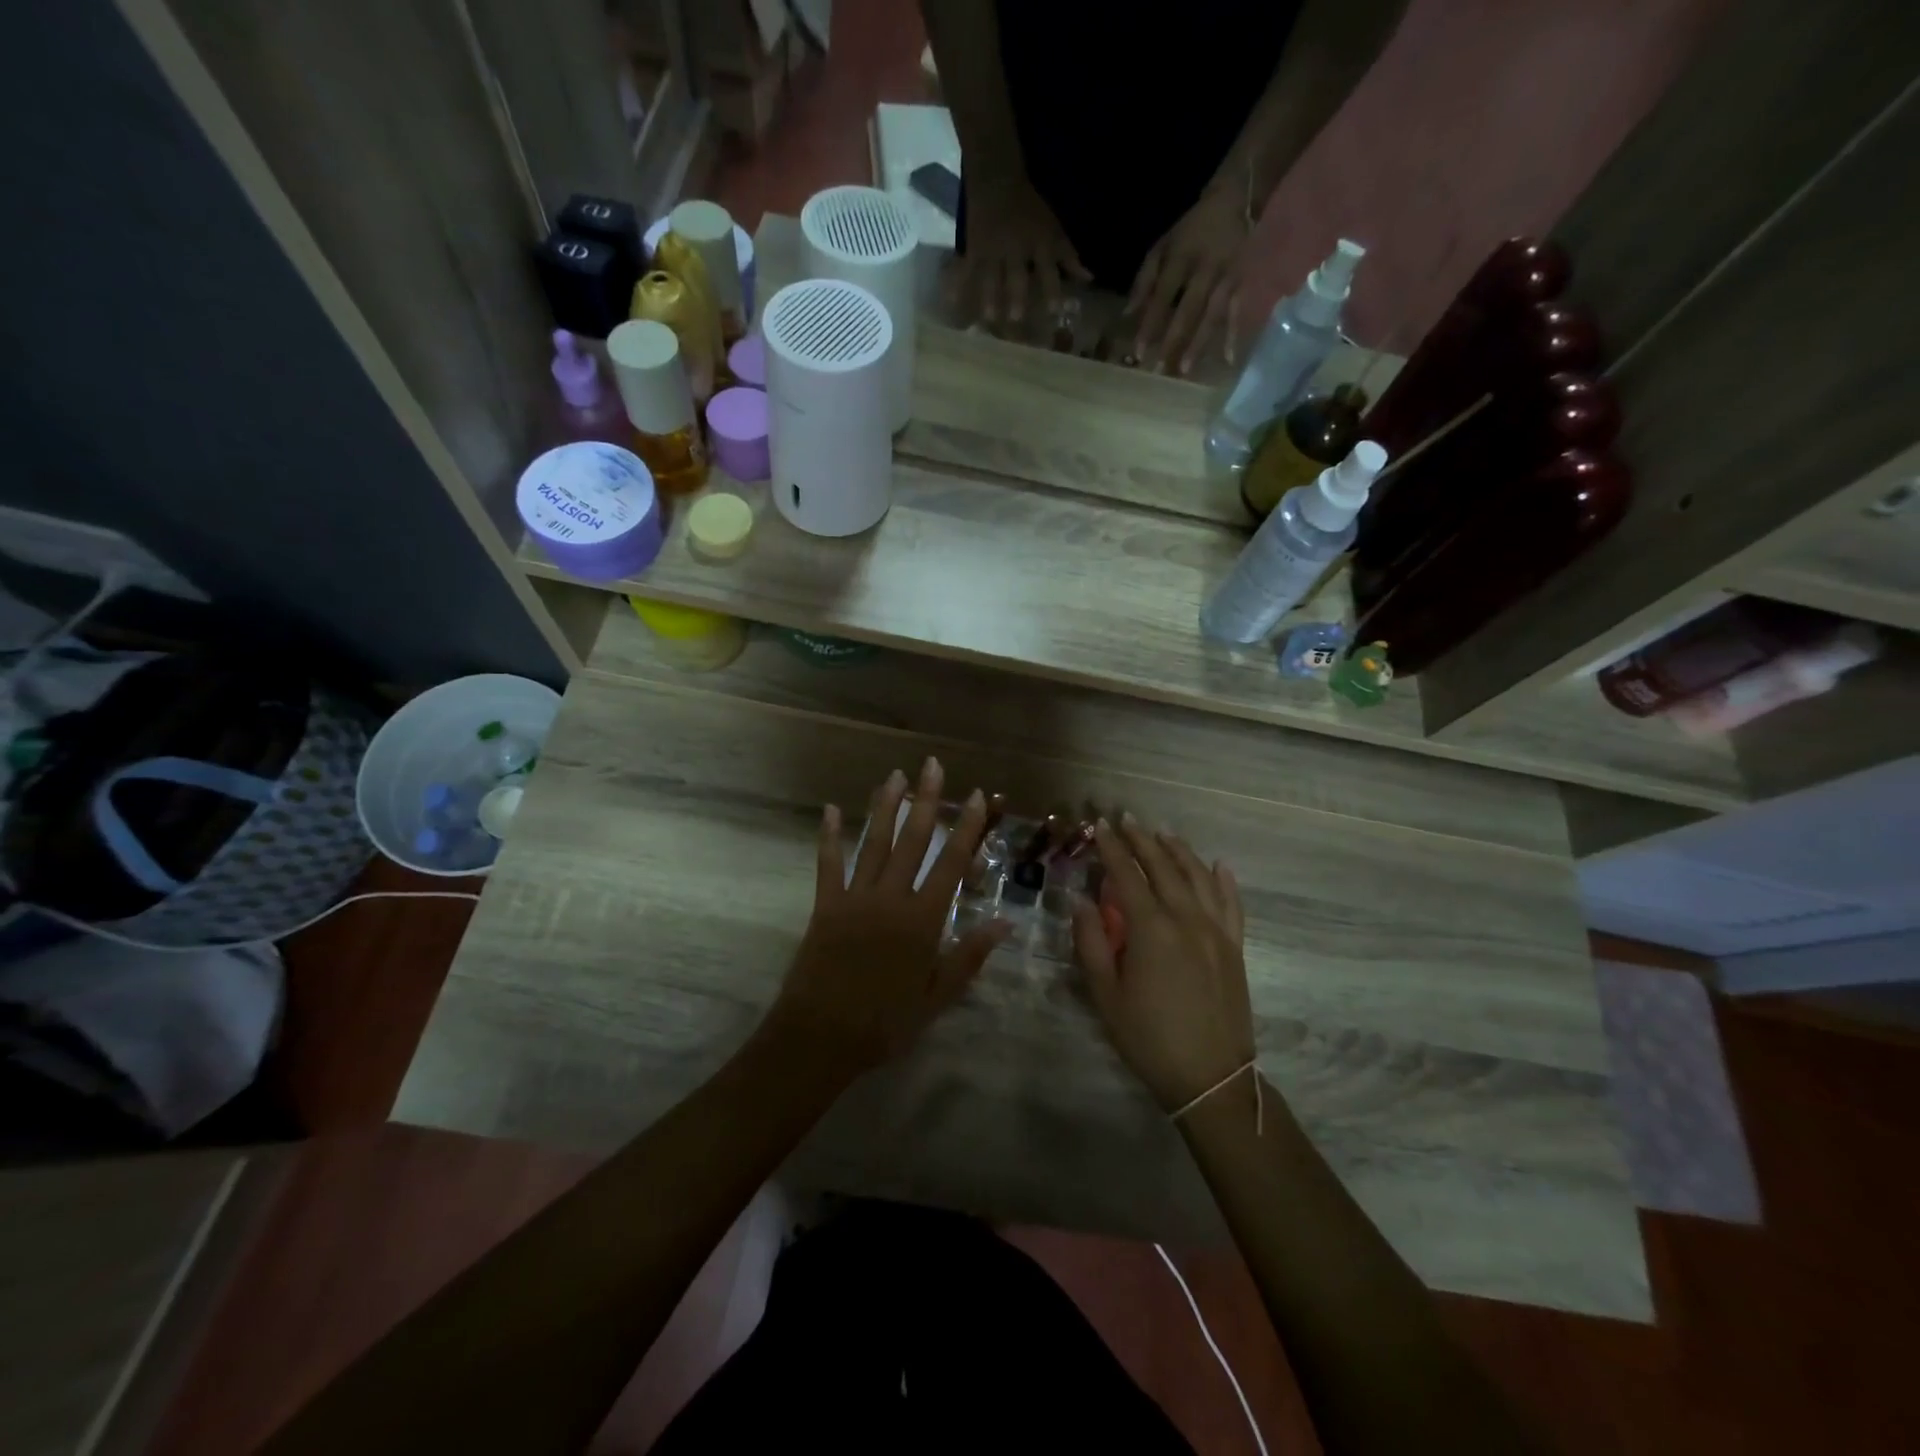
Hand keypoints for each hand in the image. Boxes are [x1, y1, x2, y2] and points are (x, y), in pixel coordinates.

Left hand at [762, 759, 1011, 1080]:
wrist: (820, 1038)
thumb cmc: (885, 1022)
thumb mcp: (936, 997)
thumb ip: (969, 956)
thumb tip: (1005, 922)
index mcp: (922, 920)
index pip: (951, 863)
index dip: (967, 828)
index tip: (977, 797)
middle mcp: (891, 898)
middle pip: (913, 841)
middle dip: (926, 801)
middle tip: (933, 766)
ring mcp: (855, 898)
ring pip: (873, 843)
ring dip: (885, 808)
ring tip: (894, 776)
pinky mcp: (825, 905)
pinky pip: (828, 864)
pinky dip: (829, 837)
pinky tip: (830, 810)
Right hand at [952, 174, 1090, 329]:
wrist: (997, 179)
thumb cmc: (1030, 209)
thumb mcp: (1054, 229)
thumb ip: (1069, 257)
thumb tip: (1088, 280)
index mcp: (1038, 243)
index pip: (1048, 269)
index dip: (1052, 290)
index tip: (1056, 312)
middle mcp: (1015, 249)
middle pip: (1016, 276)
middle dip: (1015, 296)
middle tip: (1015, 320)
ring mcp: (992, 250)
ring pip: (991, 277)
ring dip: (989, 298)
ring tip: (988, 319)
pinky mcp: (973, 251)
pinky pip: (965, 270)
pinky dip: (958, 285)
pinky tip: (951, 302)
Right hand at [1071, 814, 1253, 1110]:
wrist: (1211, 1077)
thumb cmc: (1148, 1037)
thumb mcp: (1106, 994)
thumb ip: (1092, 942)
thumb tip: (1082, 902)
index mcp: (1151, 928)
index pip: (1127, 874)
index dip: (1112, 847)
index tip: (1099, 825)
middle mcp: (1186, 918)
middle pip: (1163, 866)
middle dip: (1142, 839)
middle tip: (1126, 818)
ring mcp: (1216, 931)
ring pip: (1198, 876)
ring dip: (1179, 850)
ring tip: (1163, 832)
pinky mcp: (1235, 947)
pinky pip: (1232, 903)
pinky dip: (1224, 880)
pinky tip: (1218, 865)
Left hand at [1126, 184, 1250, 374]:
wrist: (1239, 199)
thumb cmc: (1193, 230)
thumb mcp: (1164, 245)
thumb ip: (1145, 279)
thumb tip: (1127, 314)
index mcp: (1181, 257)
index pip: (1162, 296)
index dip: (1150, 324)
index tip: (1138, 353)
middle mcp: (1205, 268)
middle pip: (1187, 310)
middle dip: (1173, 341)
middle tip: (1159, 371)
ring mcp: (1227, 276)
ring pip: (1212, 315)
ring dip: (1198, 344)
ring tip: (1185, 371)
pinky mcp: (1244, 282)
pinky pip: (1237, 312)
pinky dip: (1233, 336)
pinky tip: (1228, 360)